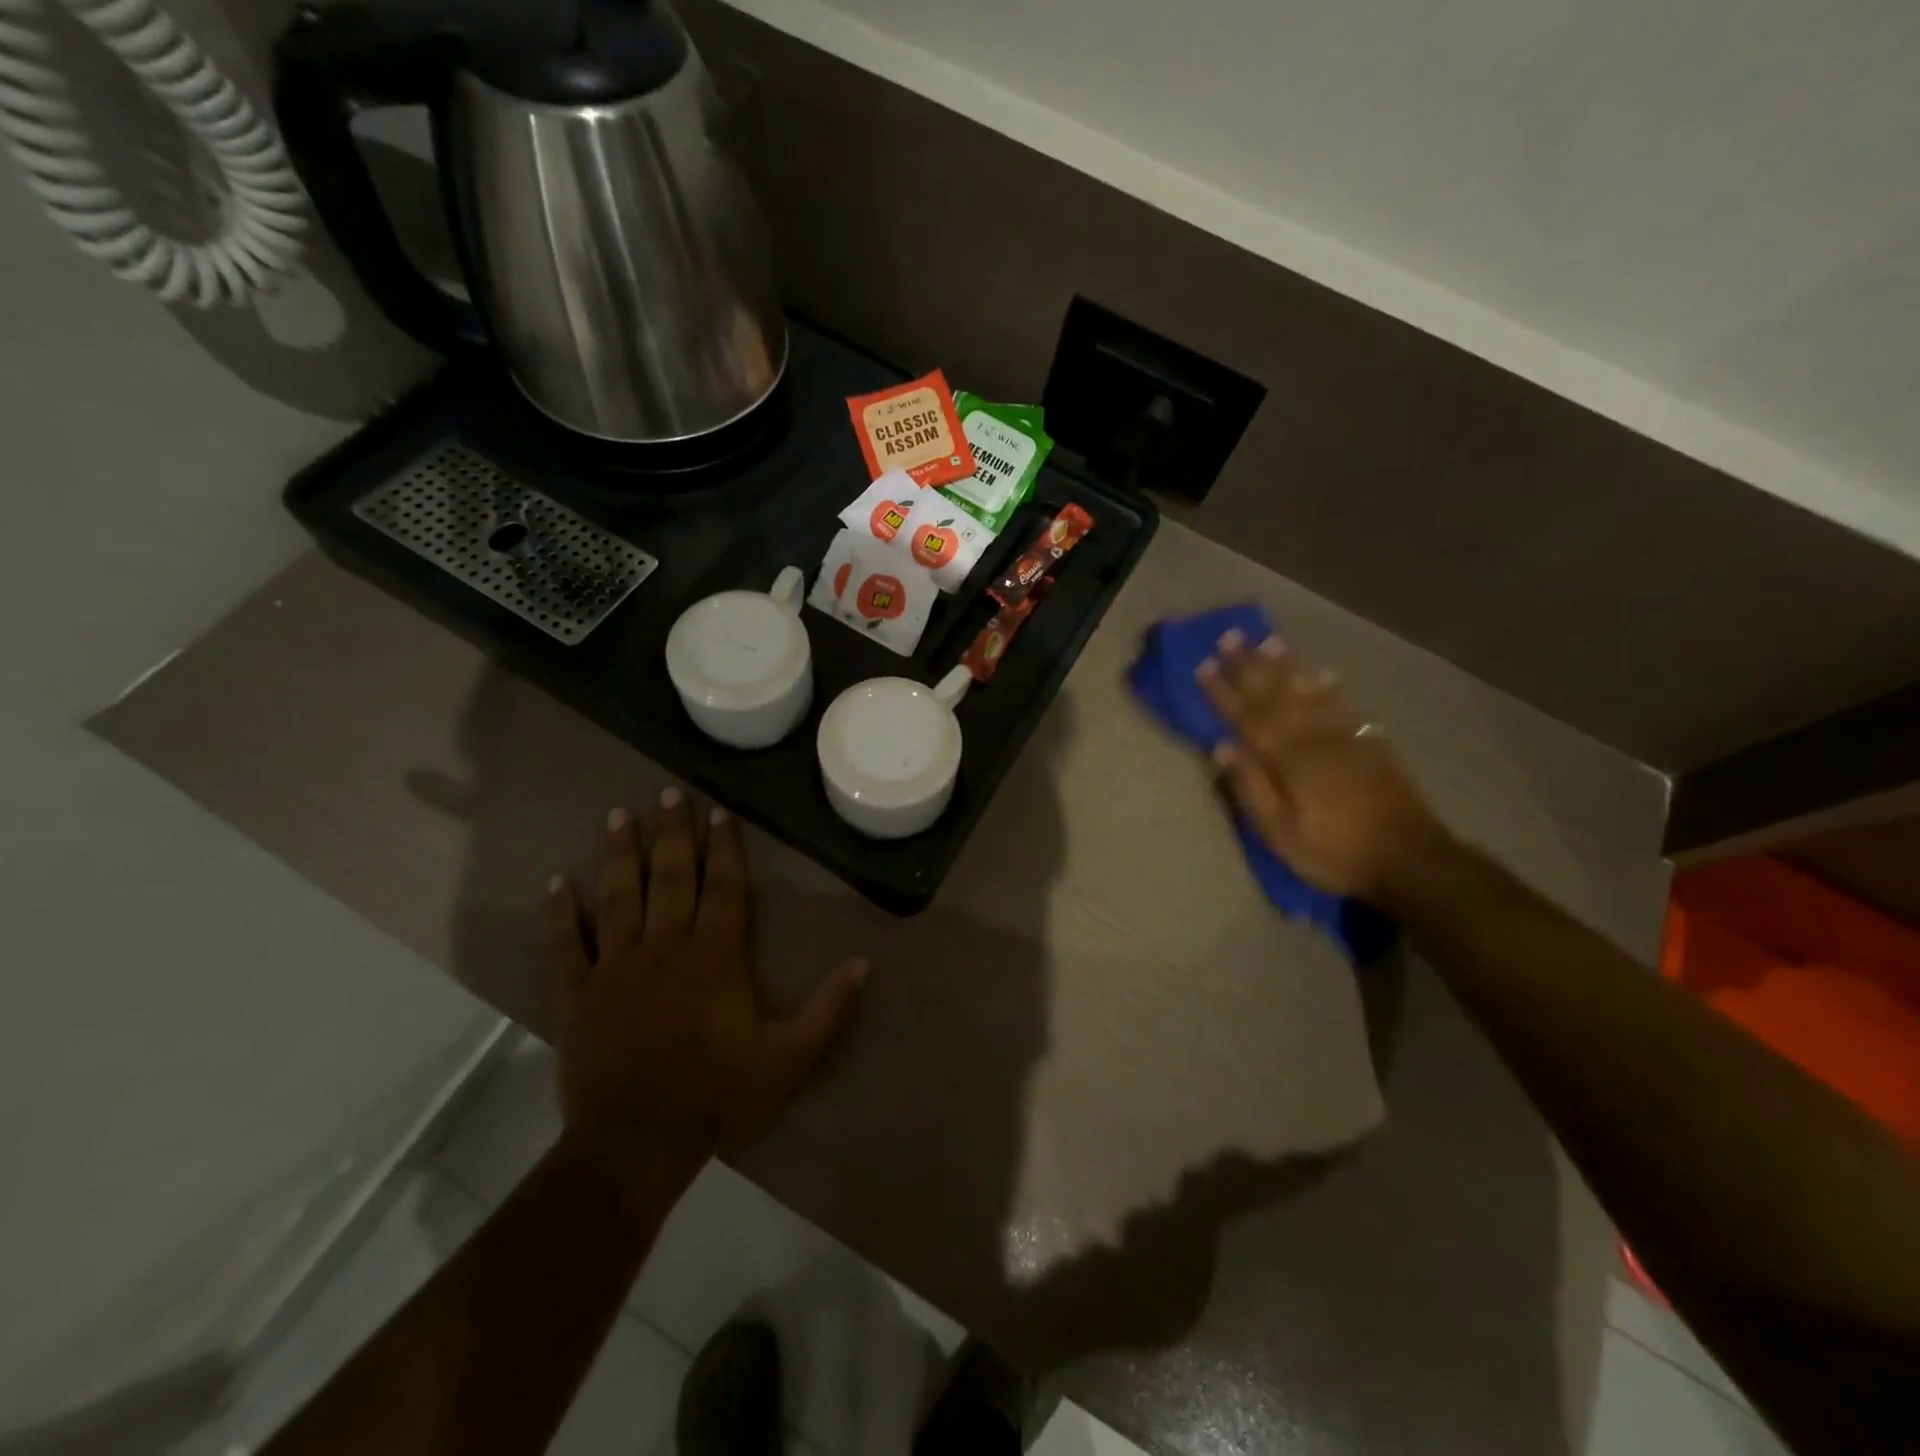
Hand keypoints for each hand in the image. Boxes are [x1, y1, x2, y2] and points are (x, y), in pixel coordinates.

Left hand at [545, 790, 869, 1180]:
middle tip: (668, 792)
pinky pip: (565, 945)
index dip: (724, 847)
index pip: (722, 887)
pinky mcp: (577, 994)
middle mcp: (664, 947)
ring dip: (619, 855)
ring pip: (617, 898)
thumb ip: (828, 1009)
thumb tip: (865, 964)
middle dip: (671, 832)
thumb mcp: (788, 1058)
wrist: (638, 1143)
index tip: (719, 812)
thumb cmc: (718, 1095)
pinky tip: (556, 882)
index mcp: (714, 955)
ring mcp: (615, 967)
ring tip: (618, 816)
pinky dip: (559, 914)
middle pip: (669, 878)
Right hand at [1197, 630, 1450, 904]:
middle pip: (1277, 695)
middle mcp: (1315, 738)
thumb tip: (1222, 747)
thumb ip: (1251, 787)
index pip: (1247, 717)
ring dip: (1288, 666)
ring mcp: (1346, 738)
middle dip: (1250, 666)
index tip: (1203, 665)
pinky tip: (1323, 673)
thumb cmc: (1334, 852)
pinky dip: (1331, 687)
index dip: (1223, 691)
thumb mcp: (1280, 832)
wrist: (1411, 860)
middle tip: (1230, 637)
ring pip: (1310, 692)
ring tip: (1270, 641)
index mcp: (1288, 759)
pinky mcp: (1371, 744)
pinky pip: (1345, 705)